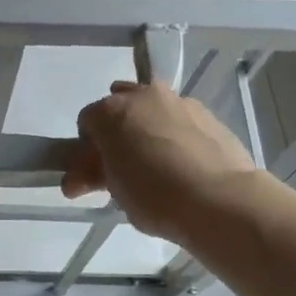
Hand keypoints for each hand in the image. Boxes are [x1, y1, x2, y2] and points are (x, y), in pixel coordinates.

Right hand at [62, 81, 257, 243]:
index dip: (88, 148)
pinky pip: (181, 120)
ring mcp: (179, 102)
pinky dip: (176, 134)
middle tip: (123, 164)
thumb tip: (75, 180)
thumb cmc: (155, 195)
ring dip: (147, 127)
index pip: (87, 122)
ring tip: (157, 163)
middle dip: (117, 130)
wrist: (221, 199)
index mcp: (111, 111)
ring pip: (153, 108)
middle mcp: (143, 96)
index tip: (96, 172)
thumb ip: (92, 176)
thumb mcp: (113, 190)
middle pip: (119, 105)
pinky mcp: (208, 114)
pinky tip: (184, 163)